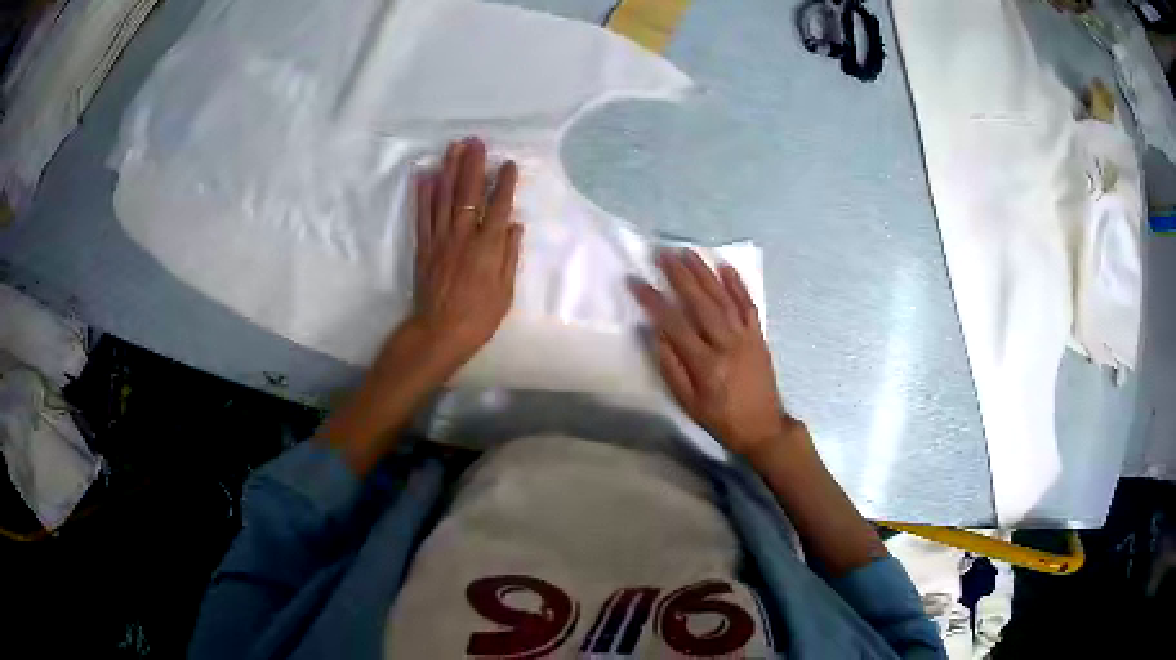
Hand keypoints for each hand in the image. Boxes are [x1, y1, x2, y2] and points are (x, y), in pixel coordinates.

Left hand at [412, 137, 523, 370]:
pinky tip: (425, 176)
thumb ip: (509, 255)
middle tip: (476, 141)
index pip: (498, 206)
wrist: (439, 333)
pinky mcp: (423, 246)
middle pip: (468, 193)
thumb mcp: (505, 291)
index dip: (504, 183)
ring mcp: (440, 239)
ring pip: (443, 198)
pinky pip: (422, 215)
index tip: (508, 163)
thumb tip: (515, 224)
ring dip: (449, 170)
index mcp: (487, 247)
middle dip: (473, 164)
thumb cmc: (478, 317)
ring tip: (453, 147)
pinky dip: (423, 195)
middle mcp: (463, 236)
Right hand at [629, 249, 790, 455]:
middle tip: (663, 253)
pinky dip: (738, 285)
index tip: (635, 281)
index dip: (653, 300)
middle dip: (680, 275)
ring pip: (724, 298)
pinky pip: (748, 305)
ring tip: (689, 252)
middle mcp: (726, 344)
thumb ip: (671, 366)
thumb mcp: (688, 402)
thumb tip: (655, 332)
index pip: (674, 323)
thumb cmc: (720, 418)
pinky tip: (726, 267)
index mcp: (705, 363)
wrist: (763, 427)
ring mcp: (746, 337)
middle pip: (701, 302)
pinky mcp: (758, 335)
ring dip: (705, 273)